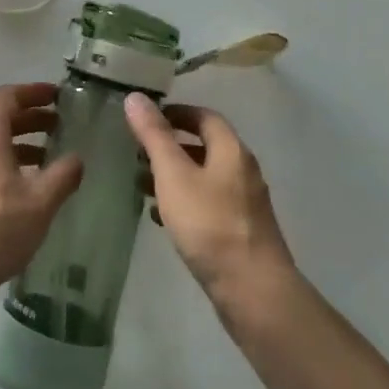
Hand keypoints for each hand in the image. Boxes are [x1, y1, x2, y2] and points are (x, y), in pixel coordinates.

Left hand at [0, 83, 83, 304]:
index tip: (59, 96)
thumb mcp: (39, 201)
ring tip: (51, 159)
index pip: (10, 96)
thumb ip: (62, 175)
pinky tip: (27, 189)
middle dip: (32, 118)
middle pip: (1, 118)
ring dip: (22, 144)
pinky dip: (9, 164)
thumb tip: (77, 158)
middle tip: (62, 126)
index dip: (35, 92)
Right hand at [126, 95, 297, 313]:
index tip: (147, 118)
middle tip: (138, 152)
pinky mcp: (240, 232)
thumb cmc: (210, 225)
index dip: (176, 113)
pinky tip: (161, 217)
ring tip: (140, 183)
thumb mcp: (174, 175)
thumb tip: (135, 96)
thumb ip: (154, 136)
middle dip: (171, 146)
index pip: (205, 117)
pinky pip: (207, 205)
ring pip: (204, 178)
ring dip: (175, 176)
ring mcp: (244, 204)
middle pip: (205, 147)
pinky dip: (184, 202)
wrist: (253, 292)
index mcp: (231, 151)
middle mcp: (242, 172)